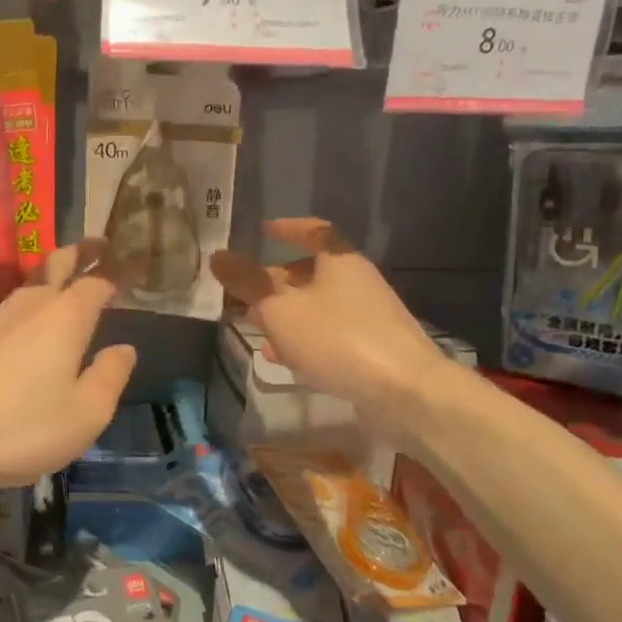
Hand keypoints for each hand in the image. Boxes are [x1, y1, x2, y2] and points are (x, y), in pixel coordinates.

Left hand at [0, 241, 136, 498]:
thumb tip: (124, 349)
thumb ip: (110, 376)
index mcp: (65, 316)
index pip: (96, 282)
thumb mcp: (85, 414)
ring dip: (46, 286)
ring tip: (60, 296)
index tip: (126, 271)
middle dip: (78, 254)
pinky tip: (16, 337)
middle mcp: (28, 304)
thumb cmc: (20, 428)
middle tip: (95, 247)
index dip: (114, 275)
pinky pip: (1, 316)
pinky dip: (18, 317)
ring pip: (26, 290)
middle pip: (56, 265)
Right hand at [211, 219, 450, 417]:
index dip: (287, 229)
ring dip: (285, 314)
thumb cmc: (337, 338)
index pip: (312, 231)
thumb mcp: (280, 309)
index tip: (263, 231)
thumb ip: (247, 283)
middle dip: (275, 281)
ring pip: (317, 307)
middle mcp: (357, 282)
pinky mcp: (372, 350)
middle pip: (311, 273)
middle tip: (245, 292)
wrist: (404, 392)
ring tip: (255, 326)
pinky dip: (303, 340)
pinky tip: (282, 358)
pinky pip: (329, 336)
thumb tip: (217, 256)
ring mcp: (367, 317)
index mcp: (339, 261)